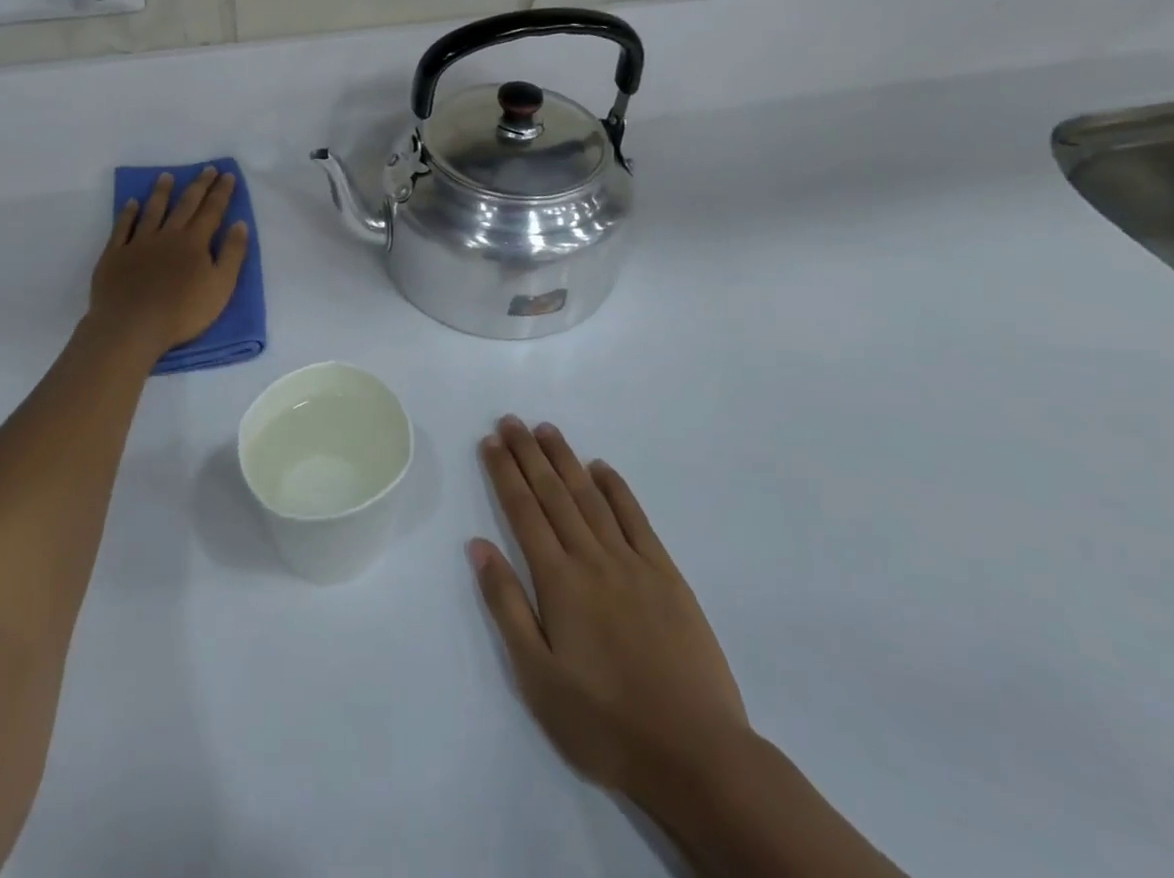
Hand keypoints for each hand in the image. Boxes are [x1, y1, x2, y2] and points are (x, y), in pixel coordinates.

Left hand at [90, 167, 249, 355]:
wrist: (131, 326)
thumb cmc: (182, 312)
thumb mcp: (220, 287)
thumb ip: (232, 254)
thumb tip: (240, 224)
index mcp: (195, 242)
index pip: (212, 211)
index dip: (221, 192)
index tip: (227, 175)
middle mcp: (168, 235)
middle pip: (185, 205)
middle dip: (198, 185)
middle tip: (207, 169)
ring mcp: (139, 243)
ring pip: (153, 210)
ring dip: (161, 192)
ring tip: (166, 176)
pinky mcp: (115, 254)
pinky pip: (123, 227)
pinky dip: (128, 213)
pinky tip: (132, 203)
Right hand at [469, 417, 749, 797]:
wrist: (695, 754)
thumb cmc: (604, 723)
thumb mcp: (537, 677)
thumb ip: (507, 606)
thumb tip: (478, 545)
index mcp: (558, 581)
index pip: (523, 512)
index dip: (505, 473)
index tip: (491, 441)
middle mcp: (592, 559)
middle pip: (553, 494)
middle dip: (529, 454)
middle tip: (511, 420)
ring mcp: (632, 563)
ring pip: (590, 497)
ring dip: (566, 460)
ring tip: (547, 430)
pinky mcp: (666, 575)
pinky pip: (636, 519)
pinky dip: (617, 488)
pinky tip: (602, 468)